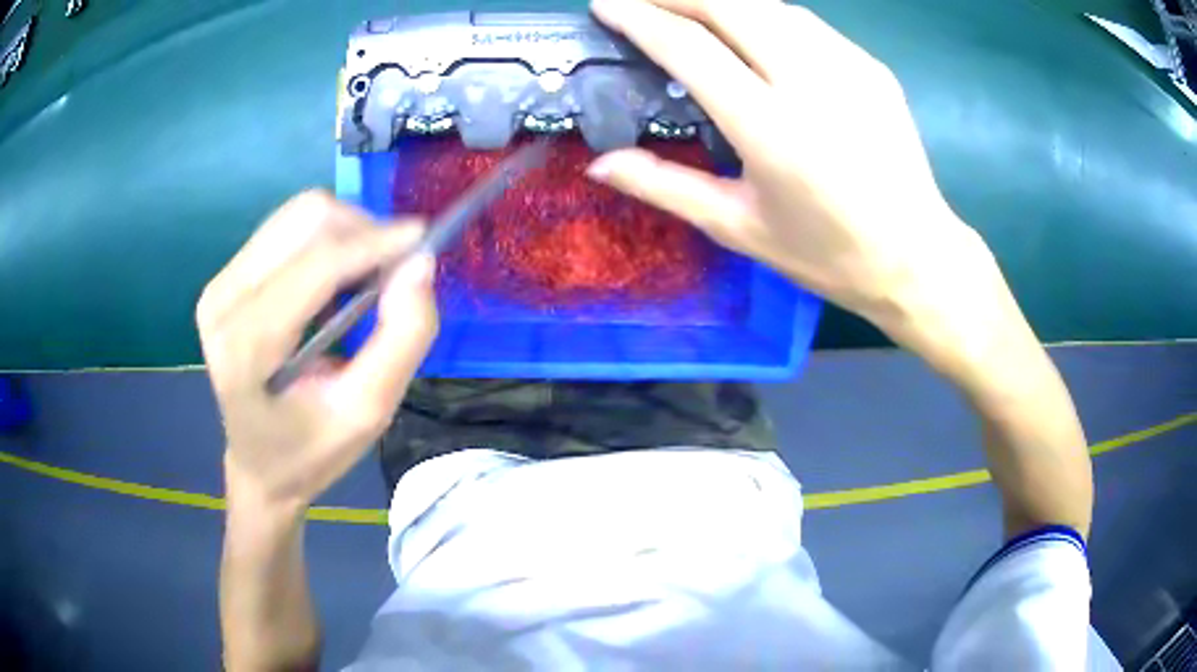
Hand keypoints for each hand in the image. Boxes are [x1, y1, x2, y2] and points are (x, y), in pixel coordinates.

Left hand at [197, 191, 437, 507]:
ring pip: (298, 215)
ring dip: (346, 234)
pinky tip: (334, 283)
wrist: (260, 464)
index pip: (317, 265)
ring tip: (363, 282)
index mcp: (247, 345)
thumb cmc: (312, 450)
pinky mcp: (226, 275)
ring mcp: (220, 283)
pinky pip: (287, 228)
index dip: (376, 242)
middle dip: (362, 233)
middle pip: (306, 219)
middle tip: (391, 274)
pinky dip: (325, 242)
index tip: (425, 240)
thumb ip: (402, 338)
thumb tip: (420, 263)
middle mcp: (223, 299)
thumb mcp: (369, 412)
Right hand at [588, 0, 989, 335]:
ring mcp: (848, 67)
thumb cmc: (827, 254)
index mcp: (771, 129)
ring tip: (689, 10)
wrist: (916, 257)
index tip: (606, 5)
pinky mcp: (871, 67)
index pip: (691, 48)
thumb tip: (600, 164)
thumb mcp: (740, 227)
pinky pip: (805, 22)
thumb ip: (667, 186)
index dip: (640, 19)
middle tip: (642, 1)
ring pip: (770, 5)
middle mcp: (810, 82)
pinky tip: (749, 27)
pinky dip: (765, 14)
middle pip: (730, 5)